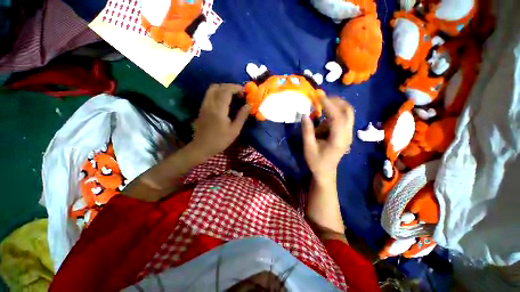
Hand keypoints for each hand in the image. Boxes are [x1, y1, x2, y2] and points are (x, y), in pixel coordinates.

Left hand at [191, 84, 249, 157]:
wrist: (202, 147)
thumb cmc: (220, 140)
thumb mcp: (234, 130)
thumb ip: (242, 116)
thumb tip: (249, 105)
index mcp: (219, 109)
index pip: (226, 90)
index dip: (236, 88)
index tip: (244, 92)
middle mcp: (210, 103)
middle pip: (219, 86)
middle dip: (231, 86)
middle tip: (240, 94)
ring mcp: (204, 105)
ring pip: (212, 88)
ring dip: (223, 88)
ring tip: (232, 95)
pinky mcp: (202, 107)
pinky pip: (209, 94)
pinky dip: (218, 92)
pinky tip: (224, 100)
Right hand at [302, 97, 353, 181]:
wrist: (325, 172)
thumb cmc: (316, 161)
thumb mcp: (308, 147)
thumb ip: (307, 131)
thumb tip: (304, 114)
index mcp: (339, 139)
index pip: (337, 117)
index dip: (329, 104)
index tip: (319, 95)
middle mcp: (347, 134)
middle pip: (348, 111)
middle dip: (336, 101)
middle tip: (321, 98)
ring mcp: (348, 134)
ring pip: (347, 113)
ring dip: (335, 106)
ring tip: (320, 107)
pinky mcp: (345, 134)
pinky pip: (342, 118)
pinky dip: (333, 113)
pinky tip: (322, 119)